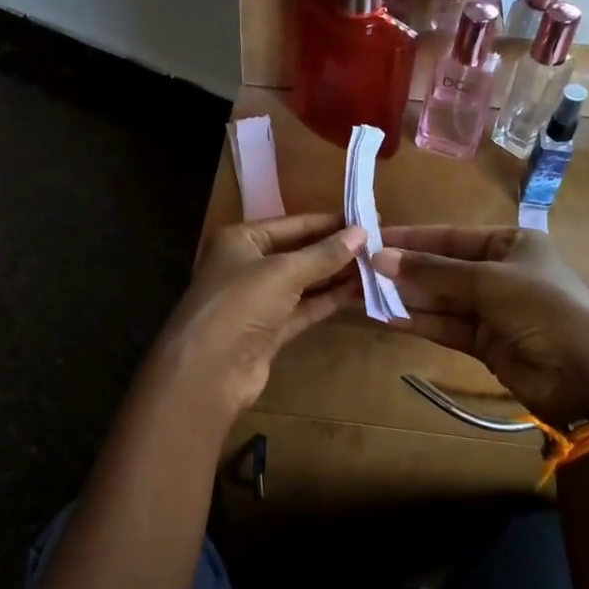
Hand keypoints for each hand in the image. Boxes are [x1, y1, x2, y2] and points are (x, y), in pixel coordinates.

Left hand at [155, 213, 366, 416]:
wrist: (209, 369)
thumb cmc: (240, 304)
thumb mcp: (284, 272)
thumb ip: (323, 254)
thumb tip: (361, 233)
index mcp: (241, 240)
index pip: (292, 224)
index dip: (329, 222)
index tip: (366, 219)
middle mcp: (248, 266)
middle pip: (299, 252)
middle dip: (335, 250)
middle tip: (378, 246)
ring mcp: (258, 300)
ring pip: (304, 282)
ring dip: (336, 276)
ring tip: (376, 268)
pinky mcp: (269, 330)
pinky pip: (303, 308)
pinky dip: (327, 301)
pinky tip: (358, 293)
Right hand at [371, 225, 588, 426]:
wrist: (587, 376)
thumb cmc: (545, 308)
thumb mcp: (490, 281)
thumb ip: (433, 271)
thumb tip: (379, 258)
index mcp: (511, 244)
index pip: (451, 237)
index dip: (411, 239)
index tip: (371, 240)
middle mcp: (499, 273)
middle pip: (441, 268)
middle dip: (403, 270)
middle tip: (358, 270)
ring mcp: (491, 309)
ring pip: (439, 298)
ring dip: (404, 296)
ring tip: (362, 293)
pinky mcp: (483, 342)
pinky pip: (443, 326)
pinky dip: (416, 321)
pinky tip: (384, 316)